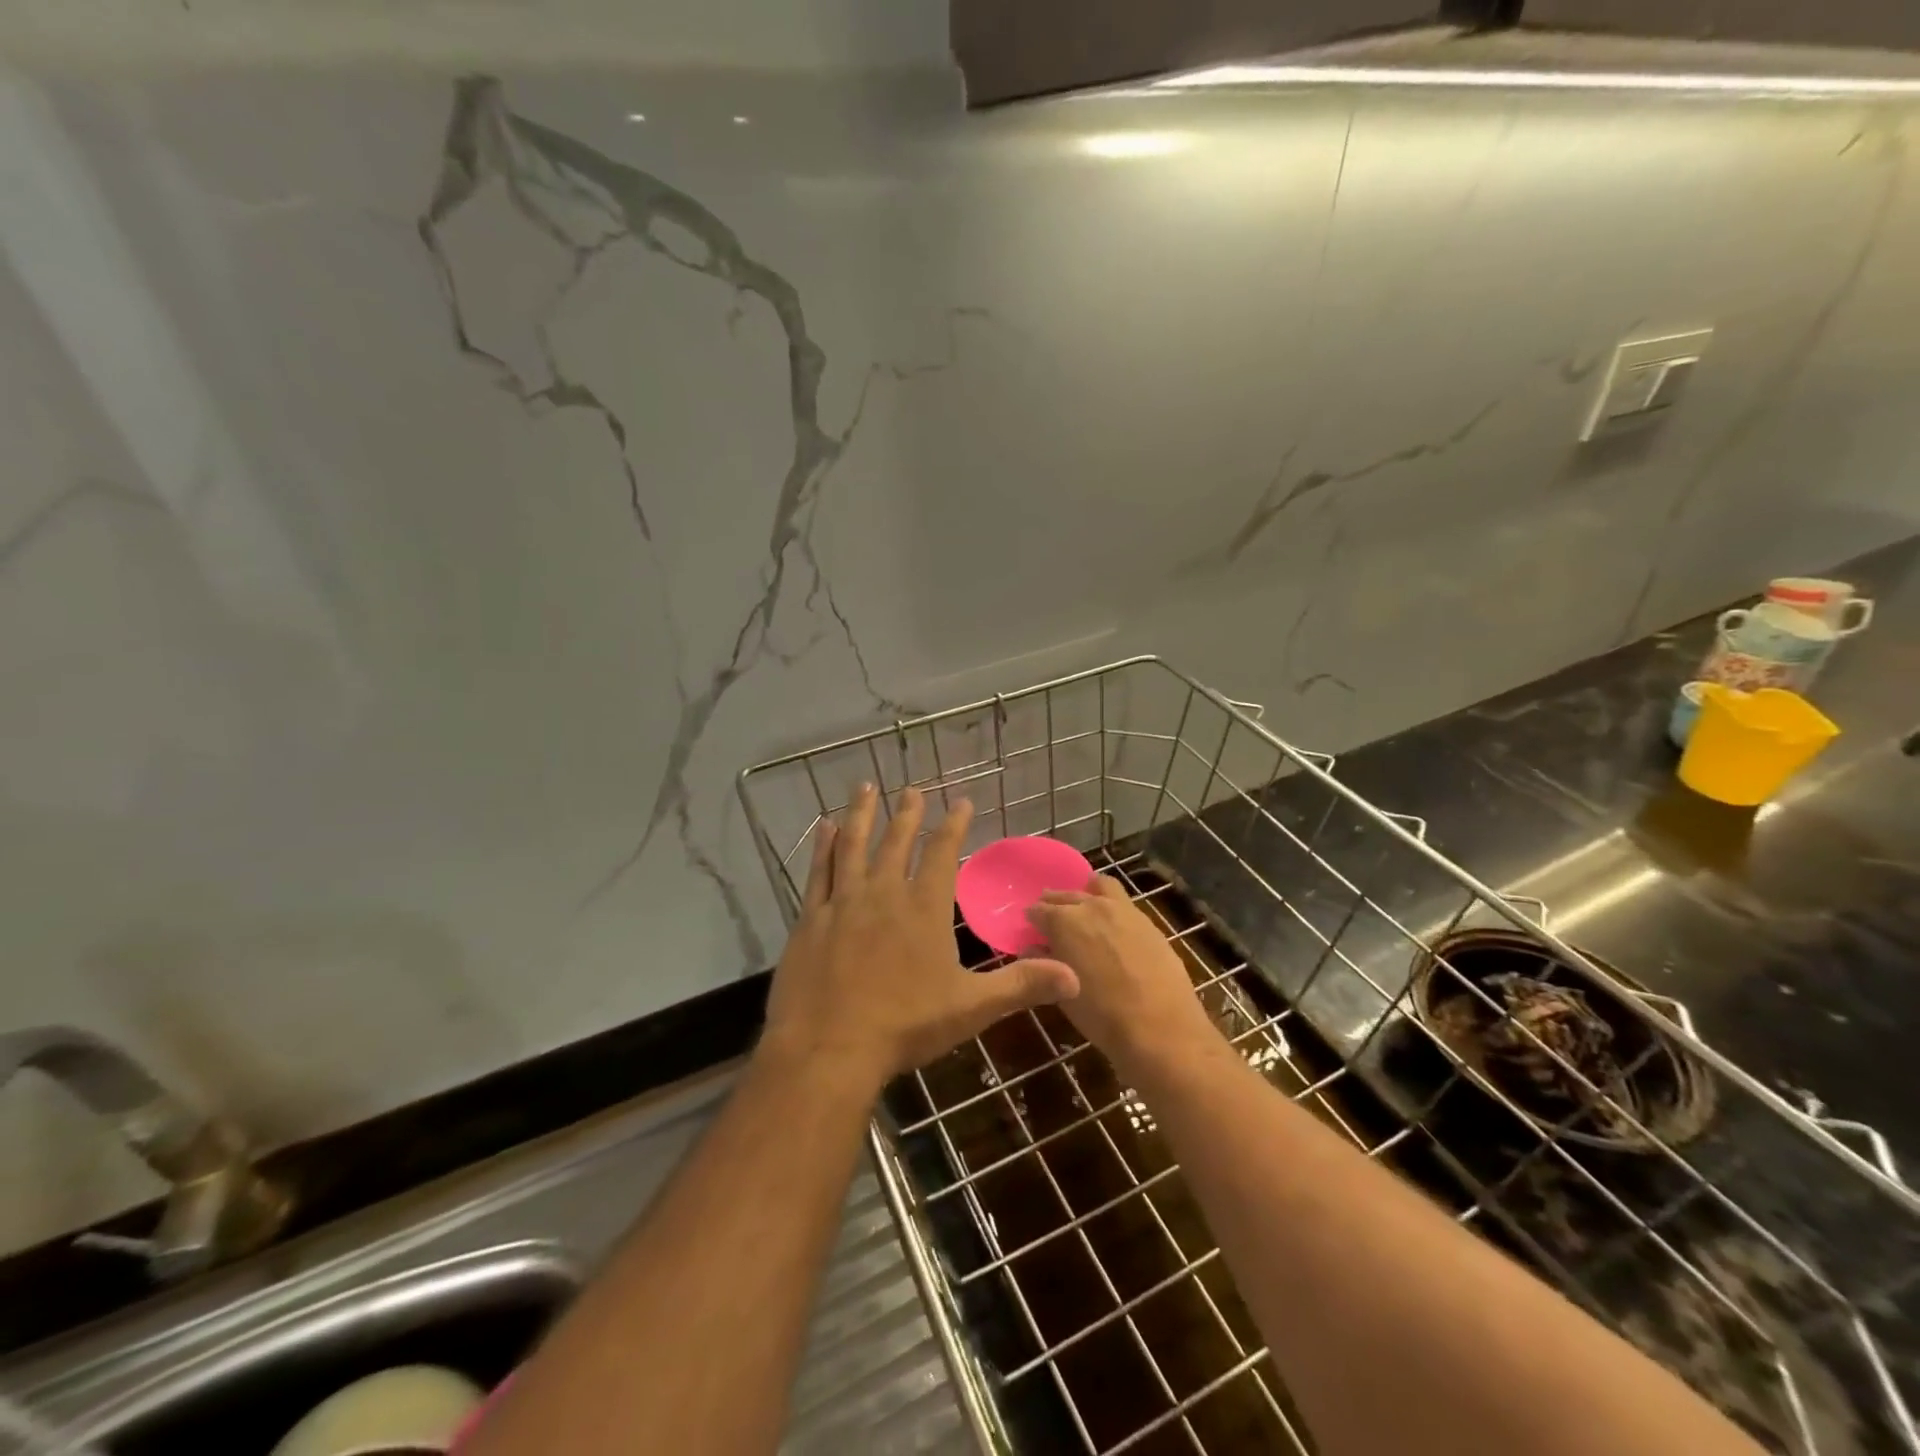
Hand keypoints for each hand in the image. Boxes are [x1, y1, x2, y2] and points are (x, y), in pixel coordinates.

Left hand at [761, 784, 1080, 1090]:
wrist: (828, 1048)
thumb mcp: (971, 1008)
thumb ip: (1021, 986)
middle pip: (897, 842)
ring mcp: (844, 902)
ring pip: (854, 845)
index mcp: (923, 908)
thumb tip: (1075, 976)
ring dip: (861, 814)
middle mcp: (884, 893)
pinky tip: (824, 828)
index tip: (961, 801)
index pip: (942, 854)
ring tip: (865, 786)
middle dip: (907, 814)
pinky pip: (819, 871)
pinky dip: (823, 847)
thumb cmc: (905, 1025)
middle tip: (912, 789)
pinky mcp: (812, 918)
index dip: (953, 825)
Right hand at [1024, 875, 1217, 1075]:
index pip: (1038, 910)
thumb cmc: (1101, 1015)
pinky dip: (1111, 907)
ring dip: (1087, 894)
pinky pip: (1123, 902)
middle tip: (1052, 919)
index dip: (1032, 919)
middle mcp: (1092, 906)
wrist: (1160, 1028)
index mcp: (1064, 921)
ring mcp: (1124, 910)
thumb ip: (1044, 963)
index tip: (1031, 929)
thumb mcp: (1062, 993)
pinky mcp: (1148, 921)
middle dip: (1055, 904)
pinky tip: (1114, 928)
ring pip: (1100, 886)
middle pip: (1066, 894)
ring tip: (1086, 911)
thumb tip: (1034, 949)